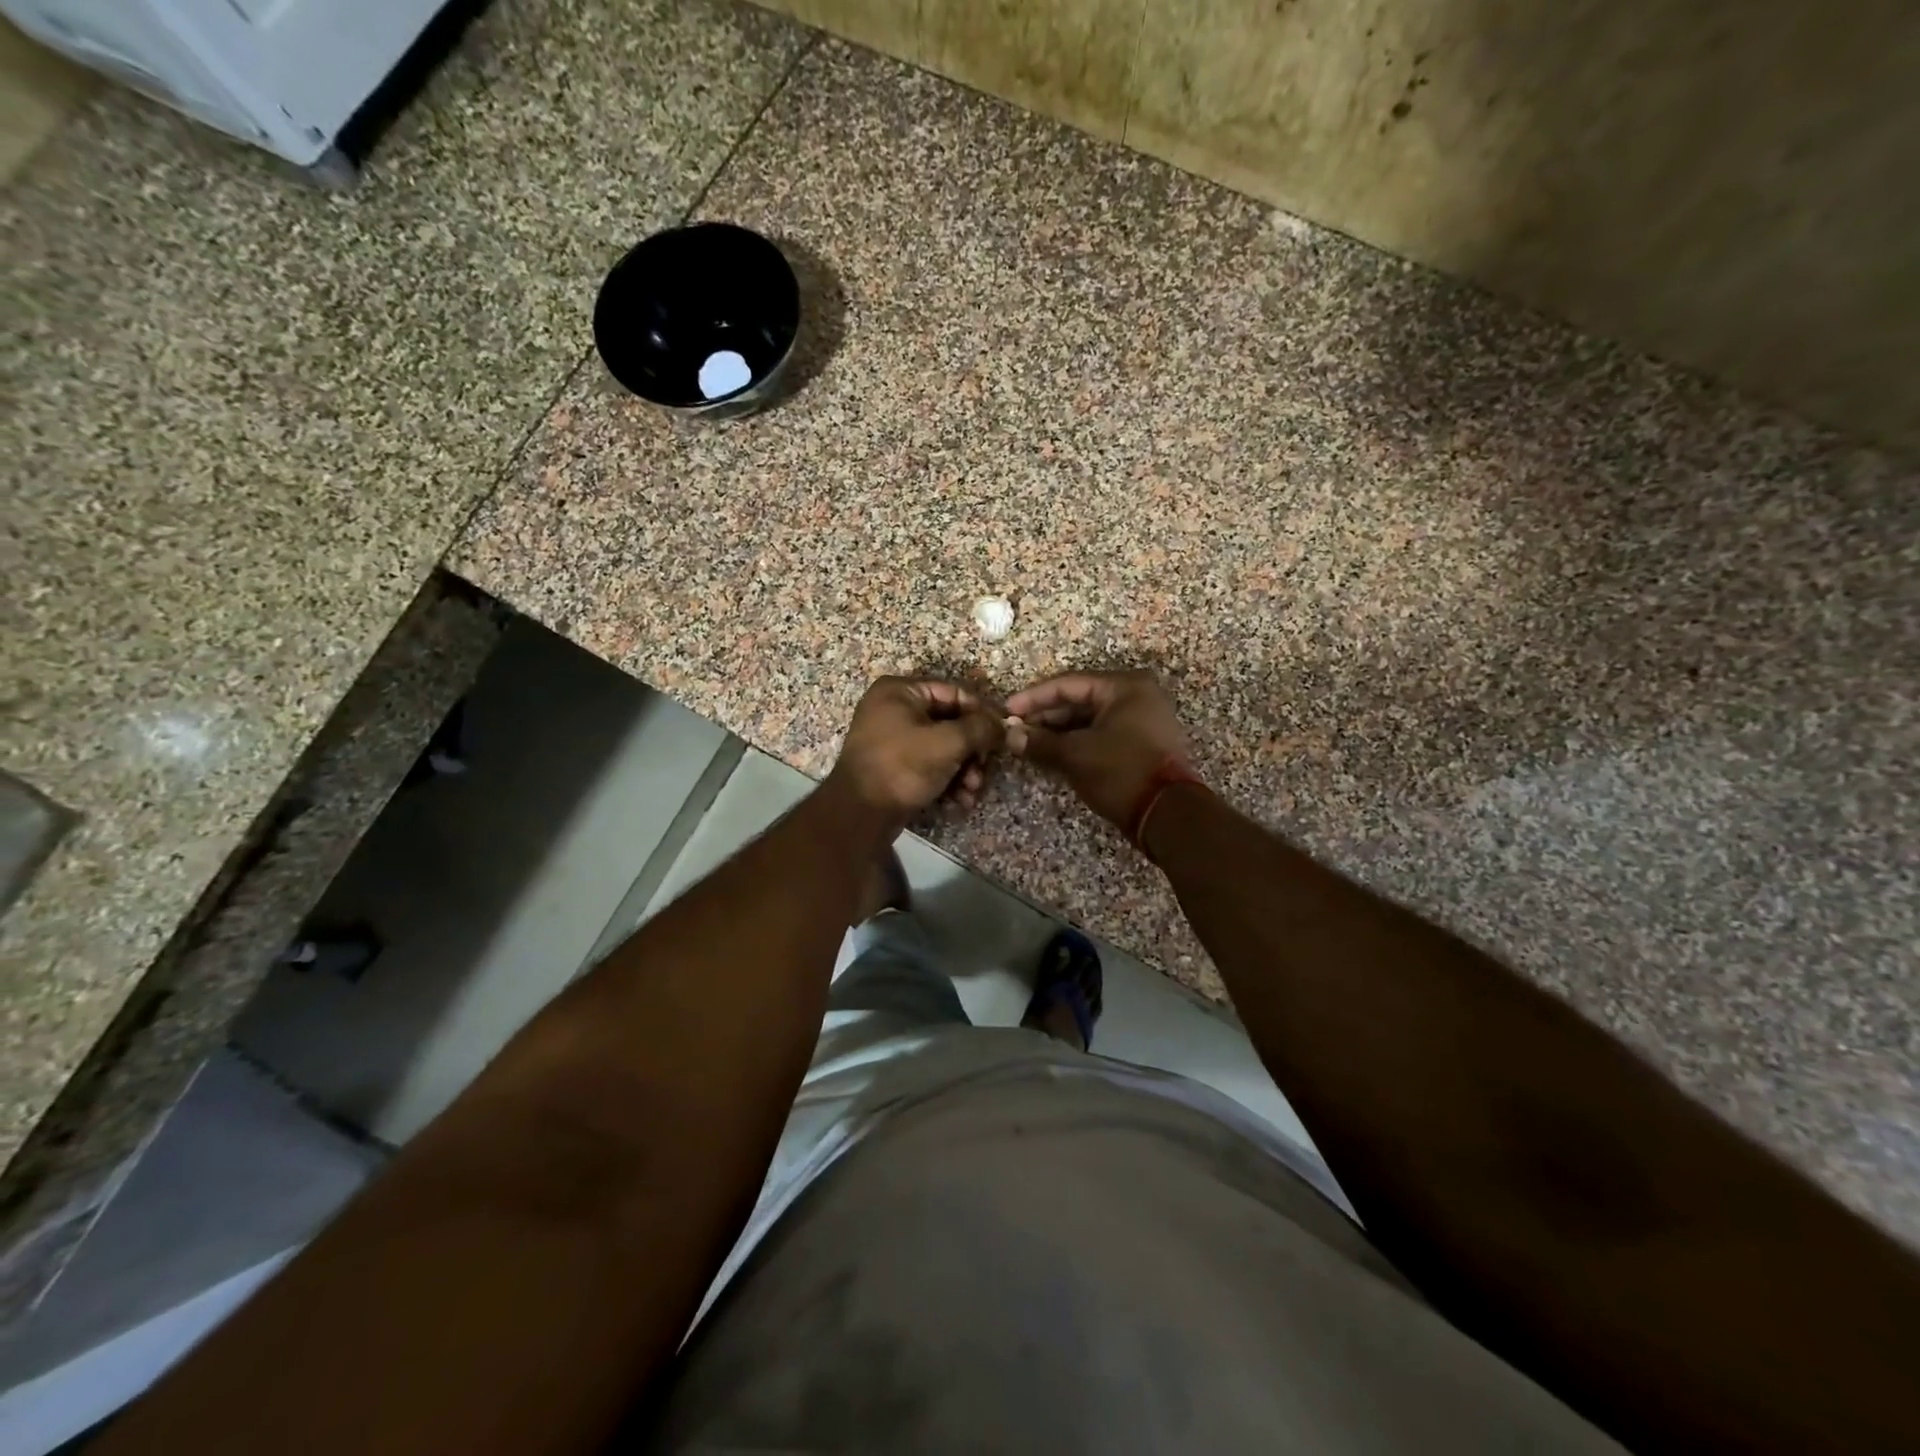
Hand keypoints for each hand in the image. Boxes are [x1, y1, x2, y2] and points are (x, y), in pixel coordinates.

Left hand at [827, 677, 1006, 826]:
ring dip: (964, 770)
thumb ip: (980, 728)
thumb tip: (1004, 724)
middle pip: (950, 723)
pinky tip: (960, 801)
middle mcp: (893, 709)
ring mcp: (892, 739)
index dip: (982, 713)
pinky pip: (929, 765)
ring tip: (972, 792)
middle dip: (973, 751)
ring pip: (943, 748)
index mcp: (900, 691)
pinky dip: (947, 781)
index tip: (1003, 735)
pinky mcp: (894, 767)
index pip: (954, 693)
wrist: (860, 814)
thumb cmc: (903, 766)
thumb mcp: (948, 743)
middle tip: (984, 771)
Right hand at [1005, 670, 1189, 829]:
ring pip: (1090, 719)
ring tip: (1028, 743)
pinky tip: (1052, 753)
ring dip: (1059, 731)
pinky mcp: (1142, 744)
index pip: (1068, 683)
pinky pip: (1102, 734)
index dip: (1033, 697)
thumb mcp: (1075, 755)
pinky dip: (1077, 742)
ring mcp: (1143, 721)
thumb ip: (1039, 742)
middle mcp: (1137, 696)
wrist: (1168, 815)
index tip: (1007, 710)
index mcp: (1125, 687)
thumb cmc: (1121, 772)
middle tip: (1015, 729)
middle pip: (1080, 699)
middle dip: (1045, 716)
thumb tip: (1009, 736)